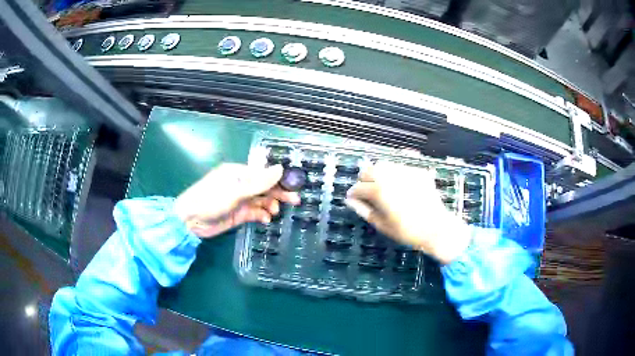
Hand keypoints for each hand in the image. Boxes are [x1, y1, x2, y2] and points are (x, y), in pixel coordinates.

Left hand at [174, 163, 299, 237]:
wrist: (190, 221)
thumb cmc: (210, 199)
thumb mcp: (235, 190)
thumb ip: (259, 182)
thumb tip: (281, 168)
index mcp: (238, 173)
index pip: (263, 174)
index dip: (278, 180)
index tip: (293, 186)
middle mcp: (240, 185)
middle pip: (264, 187)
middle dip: (278, 193)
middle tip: (295, 201)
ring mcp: (239, 200)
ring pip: (261, 201)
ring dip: (270, 205)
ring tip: (275, 212)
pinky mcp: (238, 214)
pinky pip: (255, 212)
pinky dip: (262, 215)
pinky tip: (266, 219)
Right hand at [345, 161, 471, 263]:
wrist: (436, 228)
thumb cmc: (407, 231)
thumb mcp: (383, 224)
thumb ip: (364, 211)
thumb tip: (350, 201)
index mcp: (379, 191)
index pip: (358, 187)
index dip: (353, 193)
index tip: (352, 198)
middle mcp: (391, 177)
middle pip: (368, 170)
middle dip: (363, 180)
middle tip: (366, 191)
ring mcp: (405, 172)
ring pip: (384, 165)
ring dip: (377, 173)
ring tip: (381, 185)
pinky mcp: (418, 171)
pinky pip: (401, 166)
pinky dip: (394, 173)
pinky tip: (398, 184)